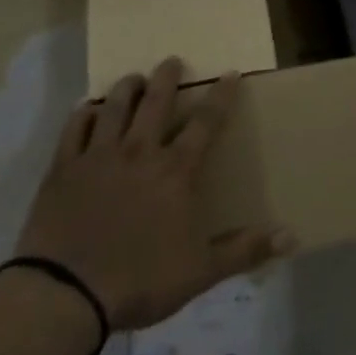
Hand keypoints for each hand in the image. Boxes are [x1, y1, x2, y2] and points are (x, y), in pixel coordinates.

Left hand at [14, 58, 294, 332]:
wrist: (65, 294)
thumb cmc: (140, 279)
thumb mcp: (202, 271)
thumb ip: (245, 250)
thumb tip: (293, 237)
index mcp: (175, 171)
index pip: (205, 123)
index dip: (221, 96)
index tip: (230, 73)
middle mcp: (138, 153)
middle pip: (156, 104)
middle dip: (167, 79)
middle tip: (172, 60)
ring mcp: (97, 158)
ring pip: (114, 109)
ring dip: (126, 89)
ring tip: (133, 78)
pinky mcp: (62, 170)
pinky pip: (73, 131)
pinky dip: (82, 115)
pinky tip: (86, 109)